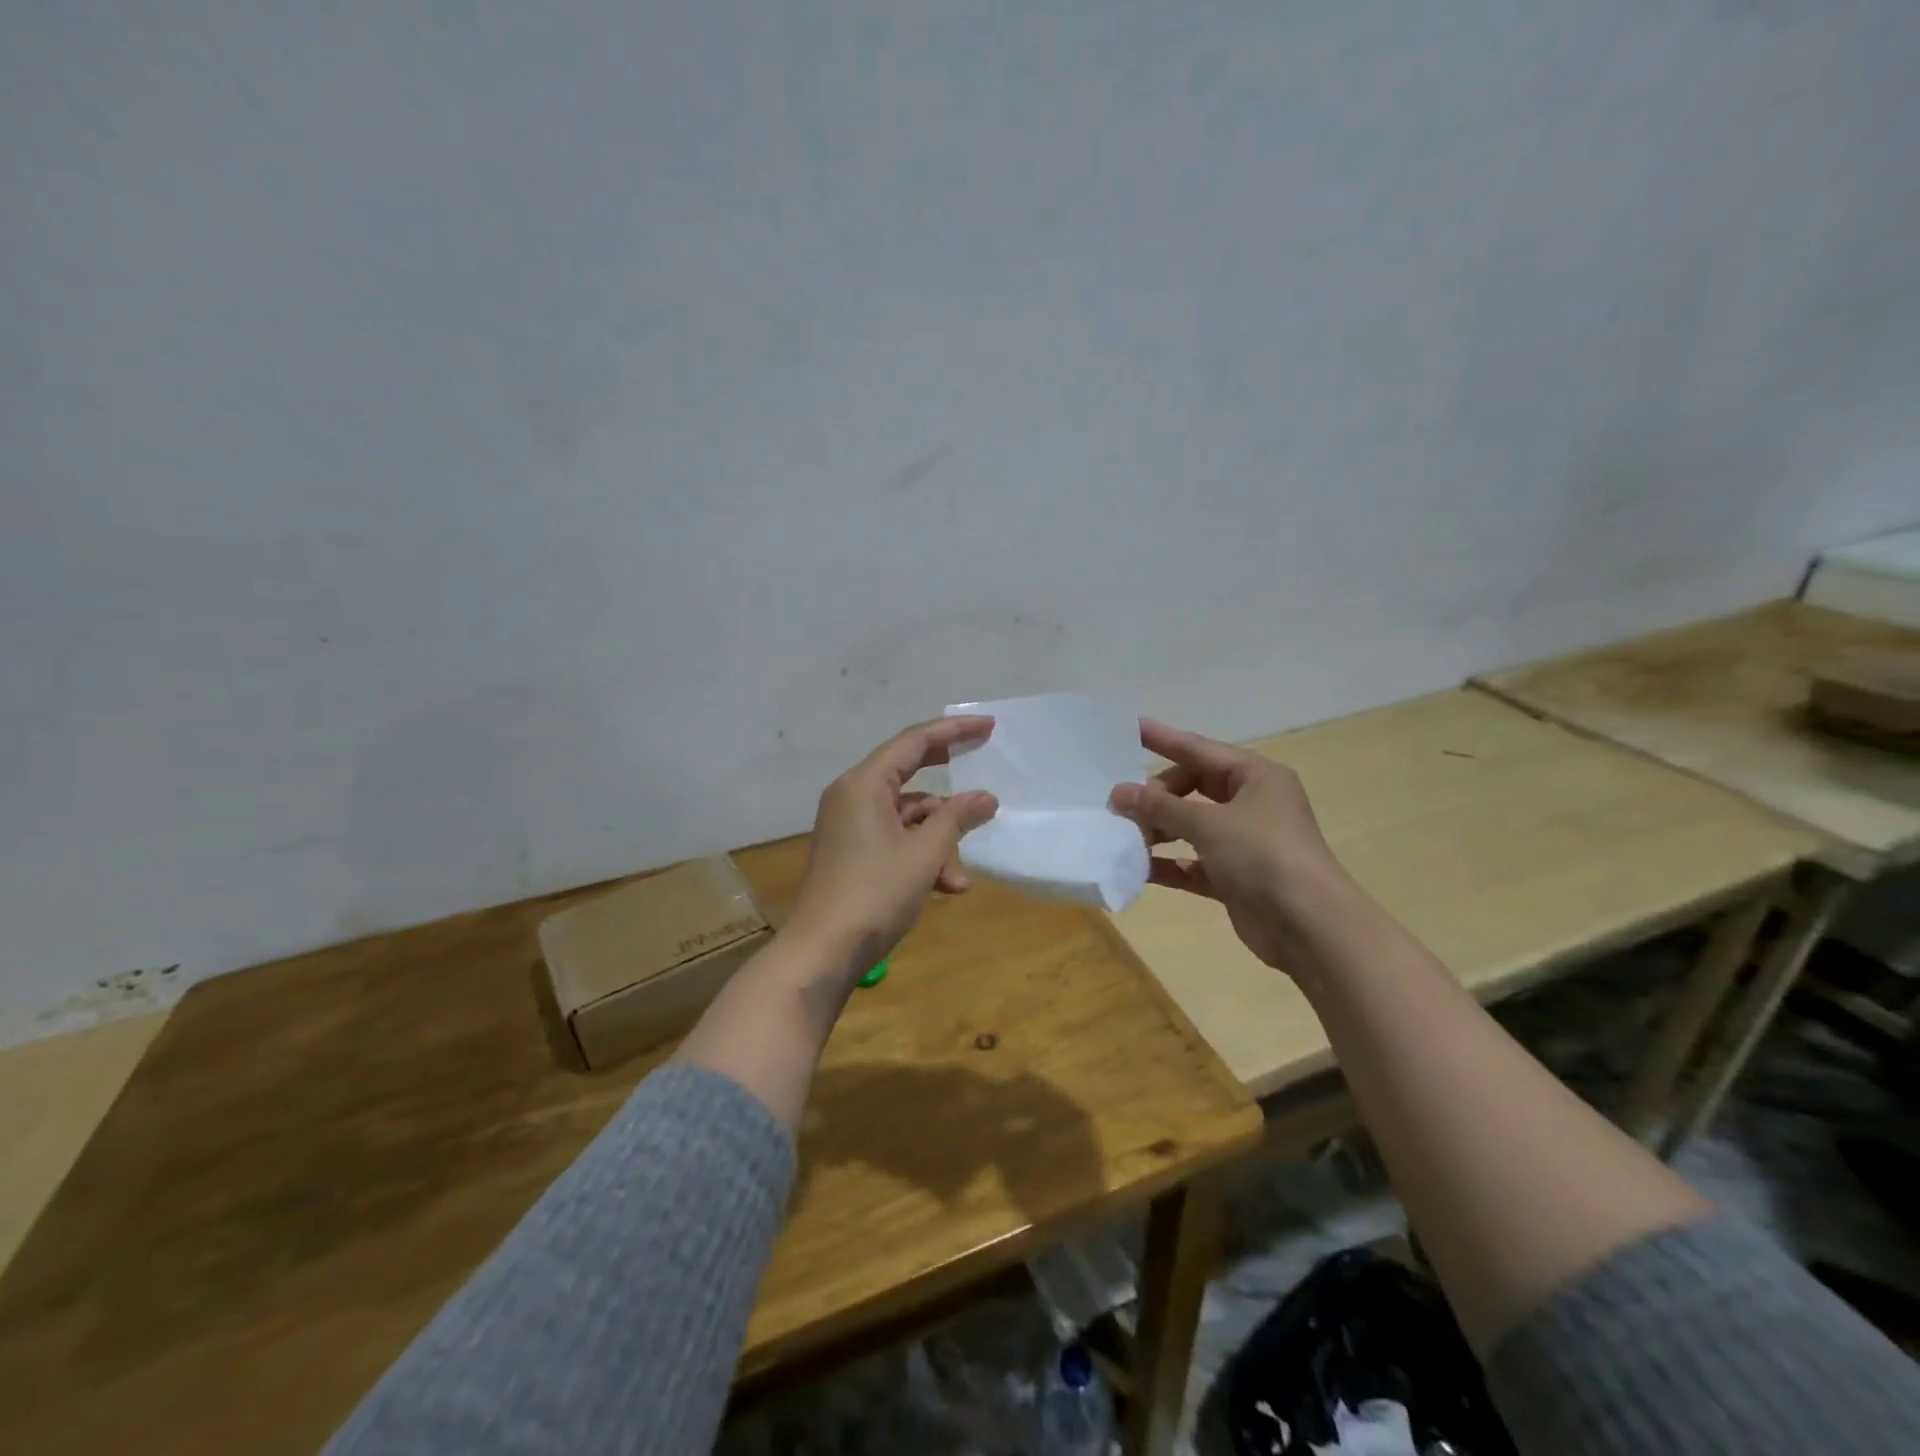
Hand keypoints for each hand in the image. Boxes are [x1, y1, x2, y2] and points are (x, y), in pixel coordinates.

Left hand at [786, 716, 999, 973]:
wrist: (821, 951)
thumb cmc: (874, 894)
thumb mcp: (923, 855)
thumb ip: (956, 819)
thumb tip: (986, 797)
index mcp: (864, 784)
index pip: (914, 741)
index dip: (954, 731)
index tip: (988, 727)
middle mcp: (853, 795)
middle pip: (908, 771)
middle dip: (948, 778)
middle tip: (983, 762)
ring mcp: (850, 825)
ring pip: (906, 815)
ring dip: (939, 839)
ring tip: (960, 877)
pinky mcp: (852, 851)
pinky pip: (894, 838)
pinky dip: (920, 854)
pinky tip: (944, 887)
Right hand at [1108, 718, 1340, 969]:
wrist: (1309, 926)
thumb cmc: (1263, 856)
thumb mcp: (1209, 824)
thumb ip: (1160, 807)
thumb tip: (1118, 792)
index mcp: (1254, 776)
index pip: (1198, 749)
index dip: (1161, 738)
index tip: (1126, 728)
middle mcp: (1250, 803)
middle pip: (1191, 788)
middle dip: (1156, 796)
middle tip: (1121, 806)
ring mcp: (1243, 842)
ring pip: (1190, 826)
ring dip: (1158, 831)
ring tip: (1124, 838)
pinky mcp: (1234, 877)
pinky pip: (1192, 862)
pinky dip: (1168, 863)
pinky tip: (1138, 869)